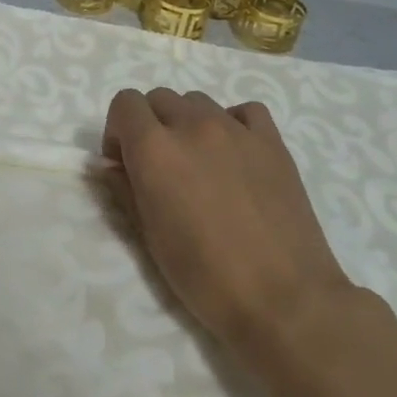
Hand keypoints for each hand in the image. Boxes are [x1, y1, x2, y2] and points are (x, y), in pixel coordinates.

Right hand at [103, 88, 348, 345]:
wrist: (283, 298)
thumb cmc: (205, 276)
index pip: (125, 104)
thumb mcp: (148, 236)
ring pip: (198, 102)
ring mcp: (237, 130)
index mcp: (155, 149)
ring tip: (199, 163)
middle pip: (159, 98)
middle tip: (159, 166)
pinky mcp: (273, 143)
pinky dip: (231, 123)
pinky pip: (244, 112)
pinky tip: (234, 155)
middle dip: (149, 125)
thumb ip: (125, 189)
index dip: (117, 130)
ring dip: (187, 122)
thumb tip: (113, 167)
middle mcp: (193, 127)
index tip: (124, 163)